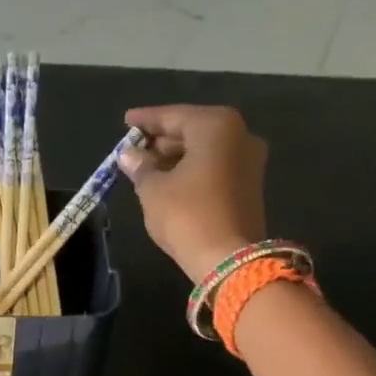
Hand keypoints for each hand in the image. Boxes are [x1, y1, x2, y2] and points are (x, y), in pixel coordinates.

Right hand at [119, 105, 268, 278]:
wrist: (229, 260)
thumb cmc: (187, 215)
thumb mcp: (153, 189)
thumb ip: (140, 167)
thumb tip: (129, 154)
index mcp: (216, 126)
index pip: (173, 116)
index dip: (146, 120)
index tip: (126, 121)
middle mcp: (239, 135)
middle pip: (193, 131)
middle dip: (162, 140)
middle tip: (135, 148)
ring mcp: (249, 161)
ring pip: (205, 150)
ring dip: (176, 156)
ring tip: (147, 166)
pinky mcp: (249, 186)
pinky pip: (215, 167)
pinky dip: (192, 170)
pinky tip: (169, 181)